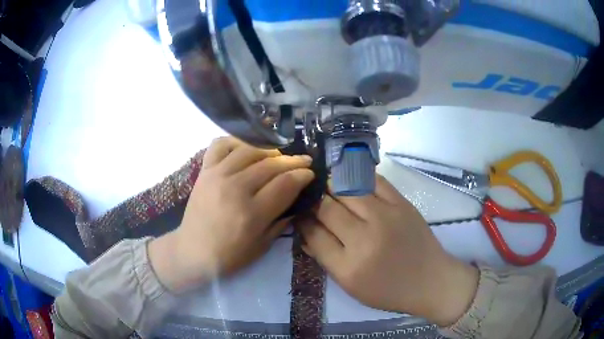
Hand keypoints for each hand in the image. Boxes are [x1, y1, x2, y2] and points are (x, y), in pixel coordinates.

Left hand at [149, 137, 313, 291]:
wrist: (192, 250)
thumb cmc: (229, 255)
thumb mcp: (262, 246)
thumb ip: (281, 220)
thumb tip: (297, 199)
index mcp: (252, 213)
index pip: (285, 184)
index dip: (303, 176)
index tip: (310, 173)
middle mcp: (235, 189)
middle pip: (271, 165)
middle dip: (293, 161)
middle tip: (304, 160)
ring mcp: (217, 176)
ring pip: (250, 151)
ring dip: (269, 151)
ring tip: (279, 156)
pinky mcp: (204, 170)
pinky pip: (221, 145)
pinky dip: (237, 142)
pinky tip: (247, 149)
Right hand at [294, 175, 478, 325]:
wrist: (430, 280)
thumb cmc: (388, 290)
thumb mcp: (351, 286)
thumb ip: (325, 258)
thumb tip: (305, 232)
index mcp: (348, 267)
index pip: (314, 234)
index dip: (302, 221)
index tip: (299, 214)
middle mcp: (364, 240)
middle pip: (327, 208)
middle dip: (313, 200)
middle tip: (310, 197)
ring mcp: (385, 218)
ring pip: (346, 189)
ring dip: (331, 184)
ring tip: (326, 184)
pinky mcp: (402, 204)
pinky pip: (373, 181)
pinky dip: (357, 176)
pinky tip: (349, 177)